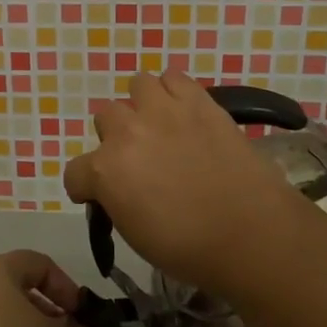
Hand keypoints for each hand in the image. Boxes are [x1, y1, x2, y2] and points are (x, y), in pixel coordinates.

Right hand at [62, 70, 306, 297]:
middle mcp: (127, 132)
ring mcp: (163, 110)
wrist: (251, 234)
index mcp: (106, 171)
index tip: (101, 197)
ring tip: (160, 125)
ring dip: (143, 105)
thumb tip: (119, 188)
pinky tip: (184, 112)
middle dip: (116, 137)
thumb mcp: (135, 234)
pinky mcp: (198, 101)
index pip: (75, 172)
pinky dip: (174, 91)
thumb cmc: (190, 249)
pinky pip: (174, 77)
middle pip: (105, 117)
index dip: (86, 187)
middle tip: (139, 158)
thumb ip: (116, 200)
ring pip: (137, 85)